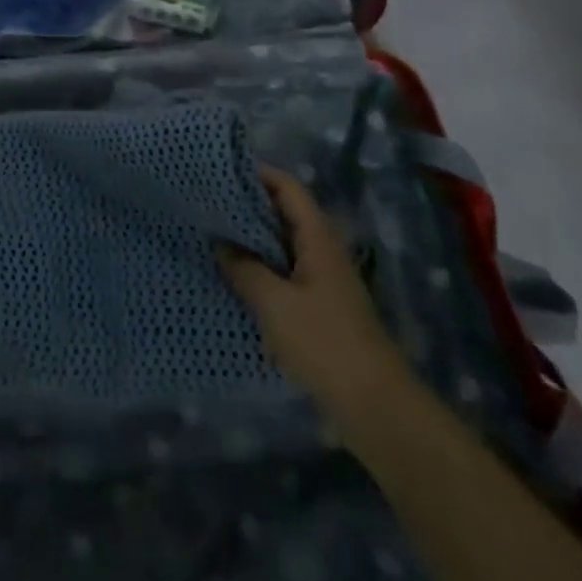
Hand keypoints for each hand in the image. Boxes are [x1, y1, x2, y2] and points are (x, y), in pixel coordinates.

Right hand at [219, 167, 406, 417]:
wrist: (375, 407)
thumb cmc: (325, 343)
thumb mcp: (275, 303)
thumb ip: (244, 269)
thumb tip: (220, 244)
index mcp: (317, 237)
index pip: (287, 187)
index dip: (257, 174)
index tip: (219, 173)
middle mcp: (321, 250)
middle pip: (283, 213)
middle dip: (247, 207)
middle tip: (206, 204)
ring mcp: (322, 280)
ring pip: (282, 246)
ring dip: (251, 241)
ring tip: (212, 237)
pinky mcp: (318, 308)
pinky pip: (284, 274)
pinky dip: (260, 270)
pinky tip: (233, 280)